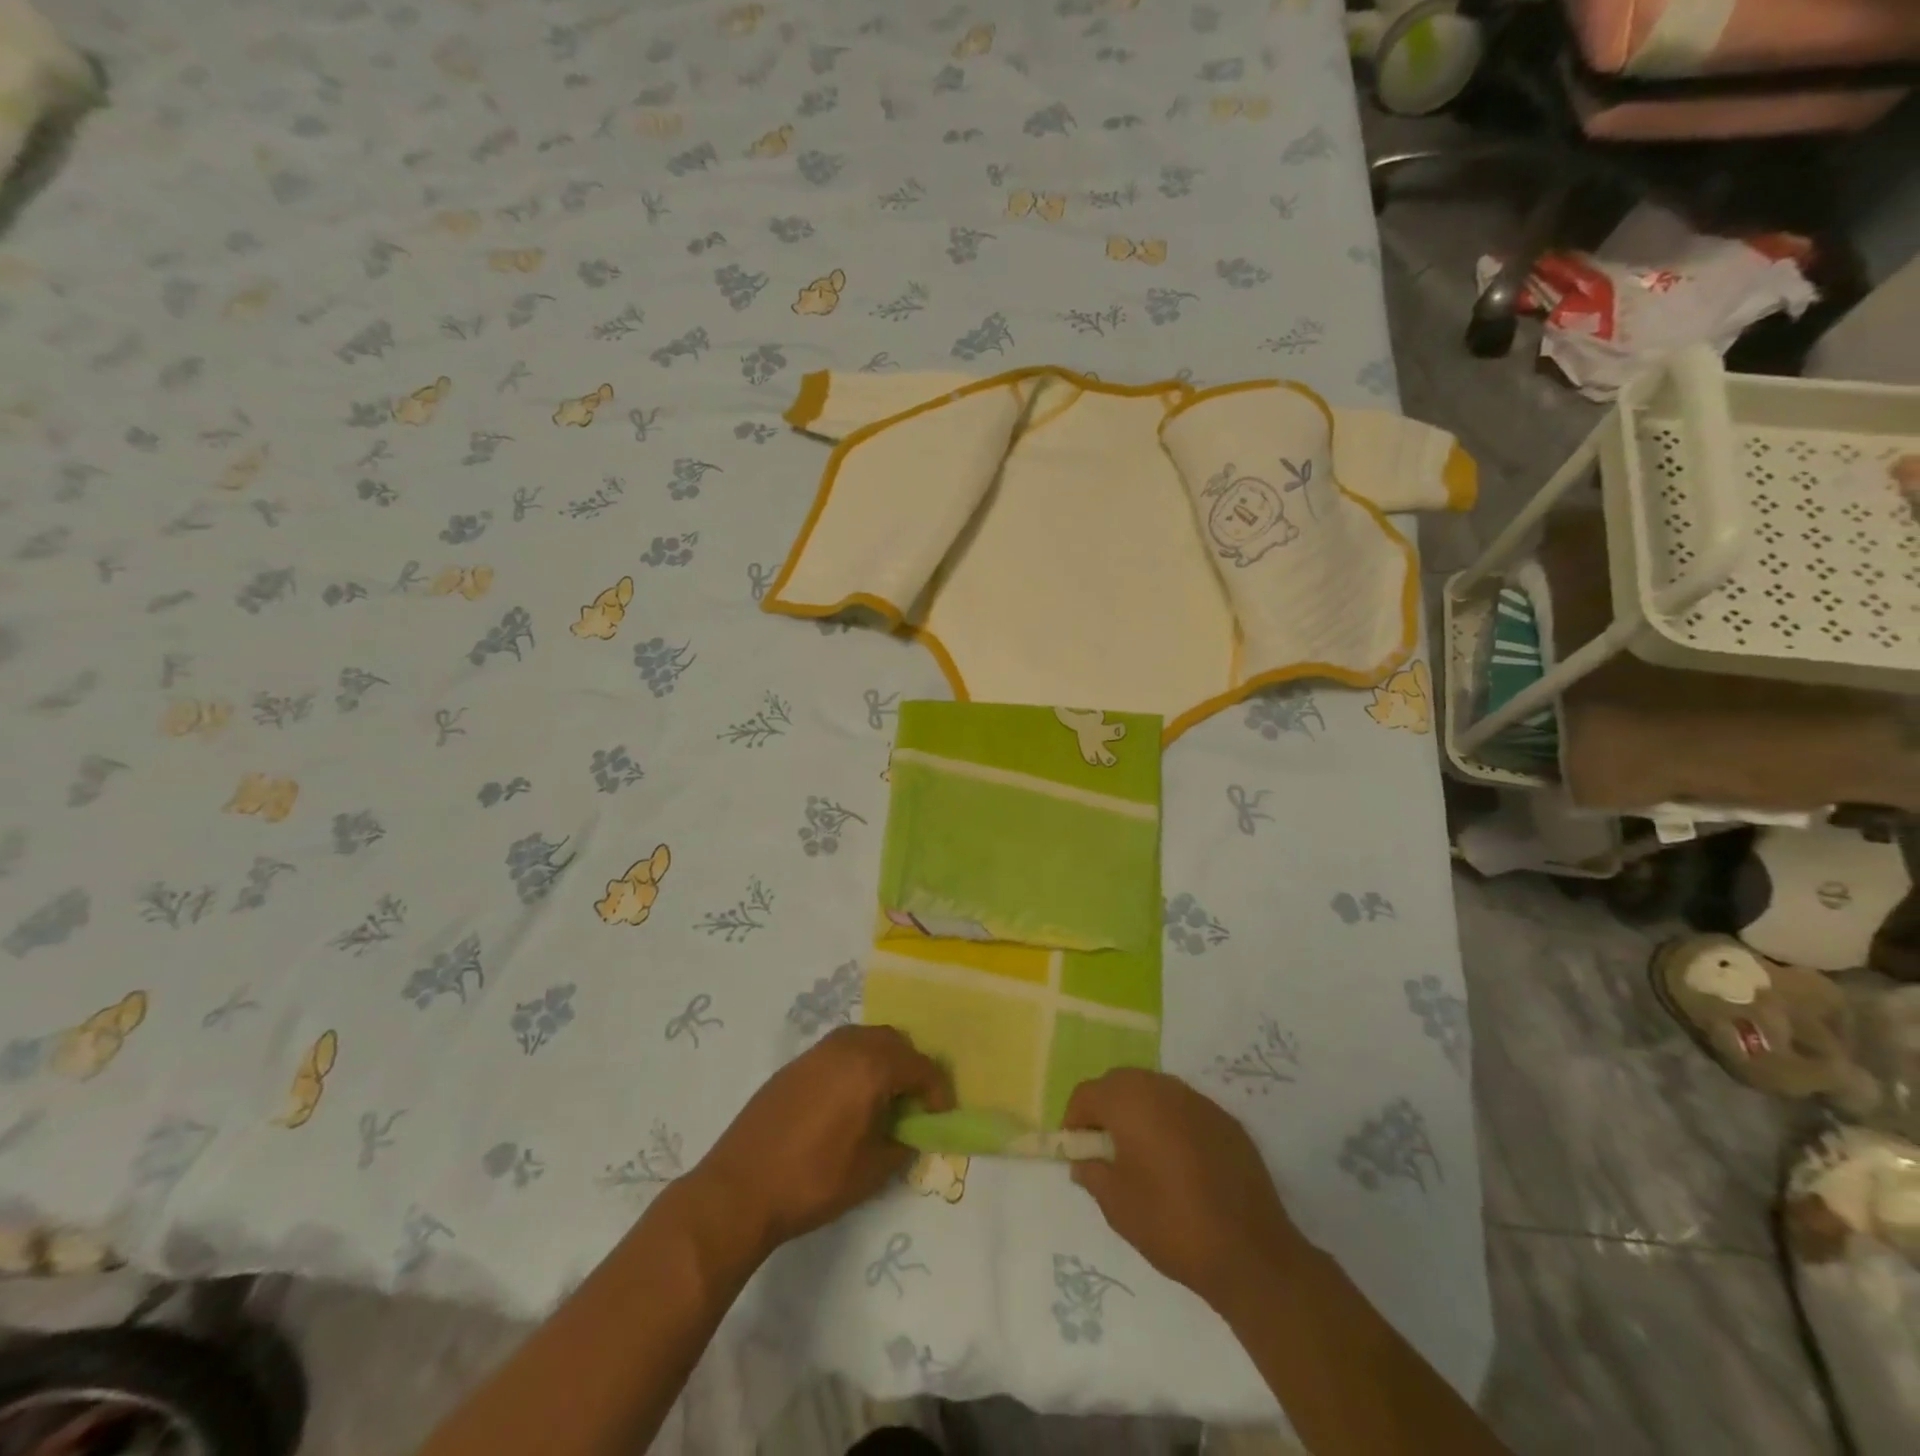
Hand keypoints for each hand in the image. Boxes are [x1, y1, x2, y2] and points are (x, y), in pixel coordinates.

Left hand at [695, 1025, 952, 1256]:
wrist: (740, 1187)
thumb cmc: (813, 1180)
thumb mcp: (872, 1171)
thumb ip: (902, 1144)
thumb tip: (912, 1132)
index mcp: (871, 1066)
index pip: (920, 1066)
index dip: (937, 1091)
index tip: (940, 1117)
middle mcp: (847, 1046)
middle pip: (894, 1042)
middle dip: (911, 1068)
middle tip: (914, 1104)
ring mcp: (818, 1051)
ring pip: (865, 1040)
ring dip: (883, 1061)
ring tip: (883, 1100)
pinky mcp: (795, 1063)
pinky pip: (840, 1050)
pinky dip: (856, 1064)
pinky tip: (849, 1101)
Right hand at [1064, 1068, 1304, 1310]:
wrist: (1251, 1252)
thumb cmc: (1172, 1225)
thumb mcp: (1117, 1206)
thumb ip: (1092, 1174)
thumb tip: (1084, 1160)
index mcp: (1130, 1102)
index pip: (1087, 1093)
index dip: (1074, 1119)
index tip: (1076, 1150)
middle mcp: (1162, 1088)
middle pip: (1120, 1082)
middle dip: (1105, 1107)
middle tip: (1104, 1147)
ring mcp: (1198, 1100)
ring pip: (1153, 1090)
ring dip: (1138, 1111)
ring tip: (1139, 1152)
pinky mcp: (1225, 1119)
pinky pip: (1183, 1107)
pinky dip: (1169, 1122)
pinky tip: (1177, 1161)